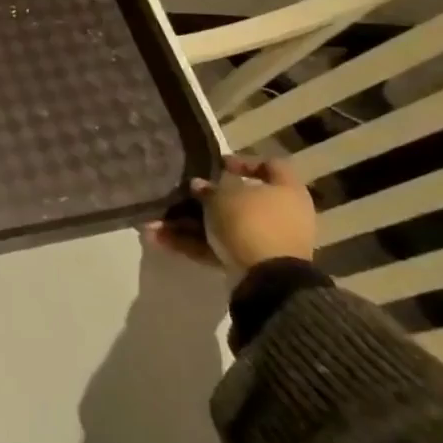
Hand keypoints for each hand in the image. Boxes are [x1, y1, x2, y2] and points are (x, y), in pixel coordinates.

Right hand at [144, 157, 316, 277]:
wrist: (269, 281)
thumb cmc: (250, 222)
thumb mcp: (221, 196)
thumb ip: (208, 188)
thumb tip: (198, 185)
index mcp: (287, 192)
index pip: (272, 165)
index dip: (244, 161)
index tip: (218, 164)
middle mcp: (282, 215)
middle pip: (241, 200)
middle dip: (205, 199)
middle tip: (181, 194)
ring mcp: (267, 242)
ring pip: (224, 226)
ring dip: (190, 224)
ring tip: (155, 223)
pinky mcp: (252, 264)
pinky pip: (220, 247)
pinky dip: (194, 244)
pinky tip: (160, 240)